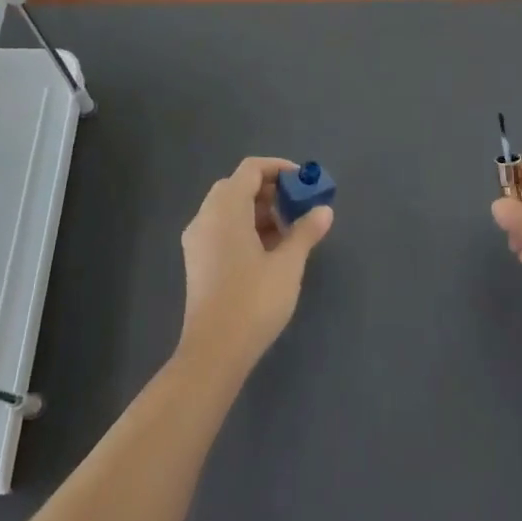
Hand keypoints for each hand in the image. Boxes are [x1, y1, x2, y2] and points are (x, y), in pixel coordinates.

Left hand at [178, 157, 333, 376]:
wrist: (214, 351)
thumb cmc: (253, 301)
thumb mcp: (288, 264)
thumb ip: (306, 231)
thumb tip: (324, 210)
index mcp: (225, 209)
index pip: (250, 169)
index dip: (279, 169)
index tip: (304, 183)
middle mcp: (205, 217)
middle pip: (237, 186)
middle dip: (270, 191)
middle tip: (298, 207)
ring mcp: (198, 240)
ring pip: (229, 209)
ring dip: (259, 211)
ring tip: (290, 231)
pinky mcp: (198, 261)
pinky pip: (222, 228)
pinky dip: (246, 228)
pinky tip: (270, 250)